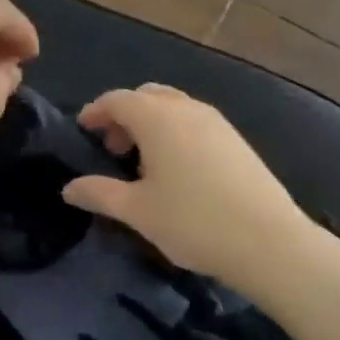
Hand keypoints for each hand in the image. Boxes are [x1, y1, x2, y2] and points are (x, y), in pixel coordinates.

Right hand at [62, 83, 305, 279]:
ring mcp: (215, 121)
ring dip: (150, 123)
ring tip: (143, 162)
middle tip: (113, 149)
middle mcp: (185, 108)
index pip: (116, 100)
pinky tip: (177, 170)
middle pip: (145, 96)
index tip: (83, 131)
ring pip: (172, 106)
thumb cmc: (194, 221)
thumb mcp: (137, 211)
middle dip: (124, 115)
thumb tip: (68, 188)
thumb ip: (99, 193)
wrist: (271, 243)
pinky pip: (193, 121)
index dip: (95, 112)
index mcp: (156, 117)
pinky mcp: (236, 139)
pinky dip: (175, 131)